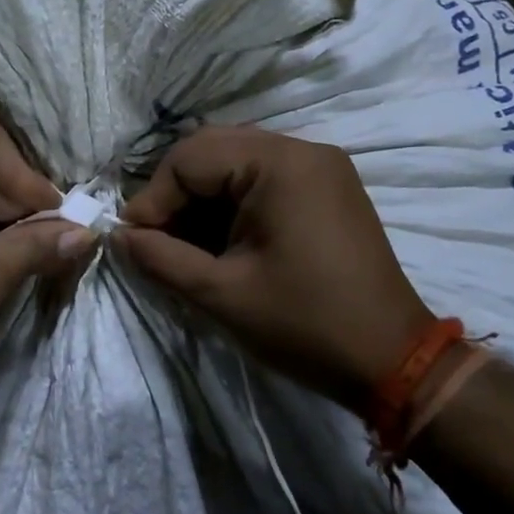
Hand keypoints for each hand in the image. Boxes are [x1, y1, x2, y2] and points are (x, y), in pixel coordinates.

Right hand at [116, 126, 431, 407]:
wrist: (396, 363)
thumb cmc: (305, 325)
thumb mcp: (220, 294)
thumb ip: (159, 257)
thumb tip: (118, 235)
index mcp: (280, 163)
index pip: (190, 158)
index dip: (153, 198)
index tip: (134, 240)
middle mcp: (302, 149)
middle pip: (211, 150)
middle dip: (175, 193)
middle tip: (155, 237)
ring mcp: (319, 166)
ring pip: (234, 161)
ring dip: (201, 196)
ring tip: (183, 241)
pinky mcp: (327, 187)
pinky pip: (261, 177)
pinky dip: (230, 201)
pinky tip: (220, 239)